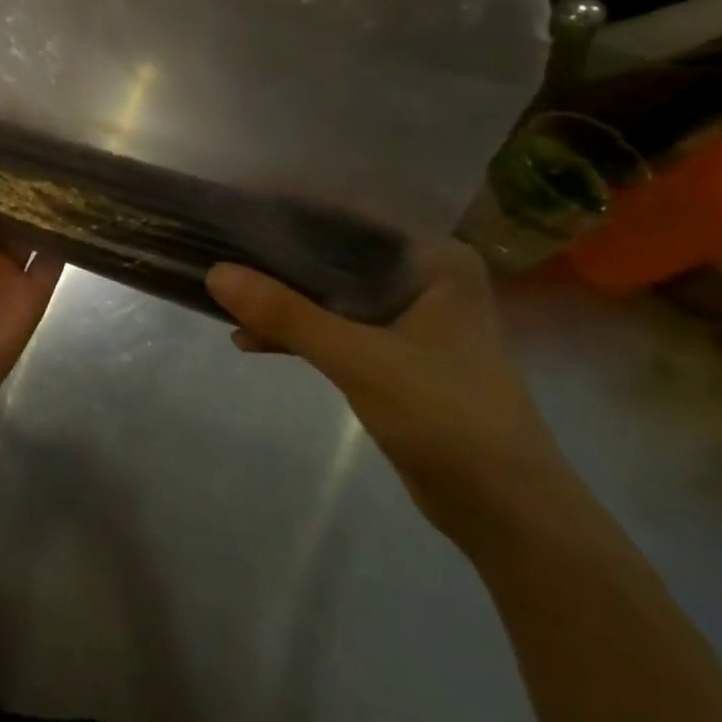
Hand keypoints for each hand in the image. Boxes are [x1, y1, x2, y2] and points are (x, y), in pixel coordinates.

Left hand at [0, 136, 63, 441]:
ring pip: (32, 226)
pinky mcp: (35, 293)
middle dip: (21, 177)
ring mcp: (9, 269)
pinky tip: (84, 201)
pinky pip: (54, 258)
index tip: (7, 126)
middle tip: (48, 133)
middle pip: (5, 205)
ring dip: (46, 200)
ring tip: (71, 157)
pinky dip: (68, 234)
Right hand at [207, 241, 575, 552]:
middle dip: (274, 255)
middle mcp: (422, 278)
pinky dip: (294, 331)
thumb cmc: (447, 418)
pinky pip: (332, 325)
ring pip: (328, 290)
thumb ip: (286, 314)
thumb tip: (213, 272)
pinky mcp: (393, 354)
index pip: (348, 216)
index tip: (232, 207)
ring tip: (223, 295)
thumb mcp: (359, 359)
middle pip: (332, 251)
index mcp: (433, 260)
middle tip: (216, 246)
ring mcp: (408, 318)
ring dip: (279, 297)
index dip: (288, 209)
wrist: (509, 515)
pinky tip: (248, 340)